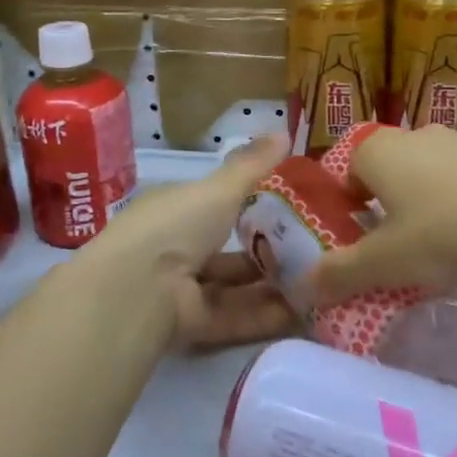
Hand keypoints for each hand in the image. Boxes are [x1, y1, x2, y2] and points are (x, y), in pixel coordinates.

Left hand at [76, 132, 297, 345]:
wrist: (138, 289)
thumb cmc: (176, 225)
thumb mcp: (219, 189)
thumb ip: (252, 166)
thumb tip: (284, 131)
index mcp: (174, 210)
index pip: (213, 205)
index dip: (248, 205)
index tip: (290, 207)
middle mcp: (174, 248)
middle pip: (226, 251)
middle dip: (265, 251)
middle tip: (313, 250)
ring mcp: (181, 289)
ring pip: (233, 287)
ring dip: (271, 286)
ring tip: (318, 283)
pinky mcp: (191, 325)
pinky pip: (234, 317)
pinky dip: (266, 316)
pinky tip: (304, 313)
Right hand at [306, 125, 456, 305]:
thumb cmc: (455, 230)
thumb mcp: (389, 263)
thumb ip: (339, 274)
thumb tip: (298, 289)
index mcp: (378, 150)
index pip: (342, 174)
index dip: (343, 212)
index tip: (356, 250)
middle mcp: (415, 136)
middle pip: (384, 178)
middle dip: (383, 217)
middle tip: (395, 259)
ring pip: (426, 181)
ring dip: (424, 214)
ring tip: (441, 256)